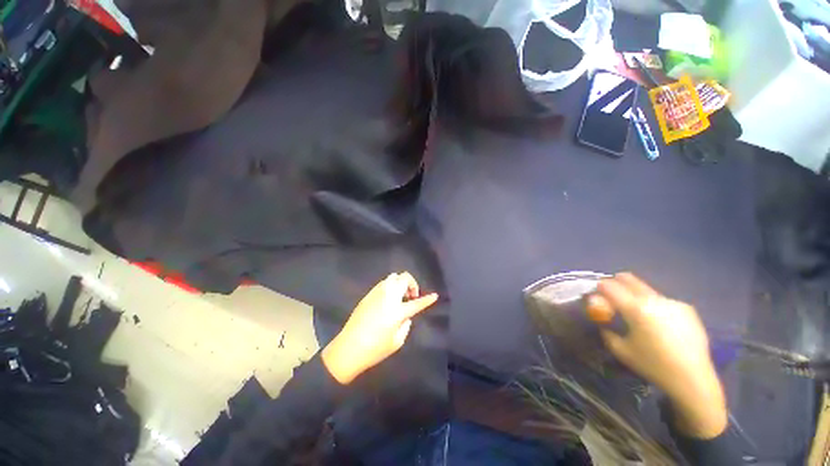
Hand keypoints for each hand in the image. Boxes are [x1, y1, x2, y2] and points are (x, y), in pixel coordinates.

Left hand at [321, 272, 437, 384]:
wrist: (348, 348)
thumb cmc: (375, 349)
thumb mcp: (397, 341)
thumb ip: (406, 324)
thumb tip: (406, 315)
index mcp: (397, 311)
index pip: (417, 303)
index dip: (427, 299)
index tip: (435, 295)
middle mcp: (388, 297)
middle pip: (404, 278)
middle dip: (412, 284)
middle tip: (411, 296)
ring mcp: (377, 293)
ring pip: (393, 277)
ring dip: (400, 283)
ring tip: (400, 296)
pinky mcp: (368, 294)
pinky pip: (383, 283)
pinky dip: (390, 286)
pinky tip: (388, 298)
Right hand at [587, 273, 727, 438]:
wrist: (695, 383)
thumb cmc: (652, 368)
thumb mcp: (620, 350)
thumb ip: (606, 329)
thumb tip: (599, 317)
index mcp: (638, 310)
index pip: (609, 285)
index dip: (597, 287)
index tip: (592, 294)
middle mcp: (656, 301)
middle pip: (628, 278)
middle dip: (614, 284)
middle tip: (609, 299)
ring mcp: (674, 304)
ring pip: (645, 288)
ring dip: (634, 295)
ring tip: (634, 315)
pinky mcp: (687, 310)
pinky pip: (661, 300)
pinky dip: (652, 305)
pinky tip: (657, 326)